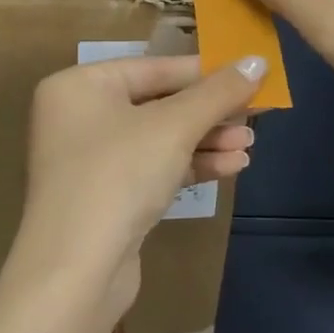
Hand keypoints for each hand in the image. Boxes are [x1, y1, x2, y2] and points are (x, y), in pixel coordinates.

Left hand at [6, 54, 265, 316]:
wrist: (75, 272)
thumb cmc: (118, 176)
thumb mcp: (173, 127)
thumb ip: (217, 93)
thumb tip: (258, 60)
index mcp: (79, 86)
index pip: (152, 68)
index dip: (204, 71)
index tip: (248, 73)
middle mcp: (78, 117)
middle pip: (157, 103)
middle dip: (208, 112)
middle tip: (257, 112)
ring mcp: (90, 160)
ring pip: (158, 139)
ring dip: (205, 140)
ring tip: (250, 145)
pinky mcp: (106, 197)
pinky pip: (153, 169)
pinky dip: (189, 166)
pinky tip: (232, 167)